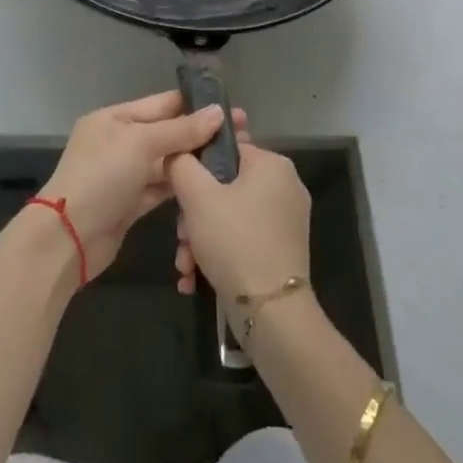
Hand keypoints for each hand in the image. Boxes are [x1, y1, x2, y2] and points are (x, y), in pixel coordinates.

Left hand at [39, 92, 247, 282]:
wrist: (68, 237)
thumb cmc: (102, 177)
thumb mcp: (141, 143)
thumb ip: (180, 129)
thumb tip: (218, 113)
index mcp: (114, 118)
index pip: (162, 104)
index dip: (196, 105)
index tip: (231, 108)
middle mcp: (119, 142)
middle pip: (166, 132)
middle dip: (200, 134)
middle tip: (243, 135)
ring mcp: (124, 174)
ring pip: (166, 161)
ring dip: (194, 160)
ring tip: (233, 158)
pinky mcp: (130, 203)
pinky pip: (161, 187)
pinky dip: (181, 185)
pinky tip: (210, 183)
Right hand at [169, 123, 310, 301]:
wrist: (271, 312)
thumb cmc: (234, 240)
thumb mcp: (197, 196)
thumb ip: (181, 164)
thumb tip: (177, 153)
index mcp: (272, 164)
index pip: (225, 149)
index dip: (195, 169)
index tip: (178, 195)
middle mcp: (285, 187)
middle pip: (223, 188)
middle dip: (194, 216)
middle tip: (181, 237)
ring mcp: (285, 221)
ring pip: (229, 217)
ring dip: (200, 239)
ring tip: (185, 265)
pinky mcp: (282, 251)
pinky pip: (242, 239)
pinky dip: (218, 254)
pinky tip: (195, 278)